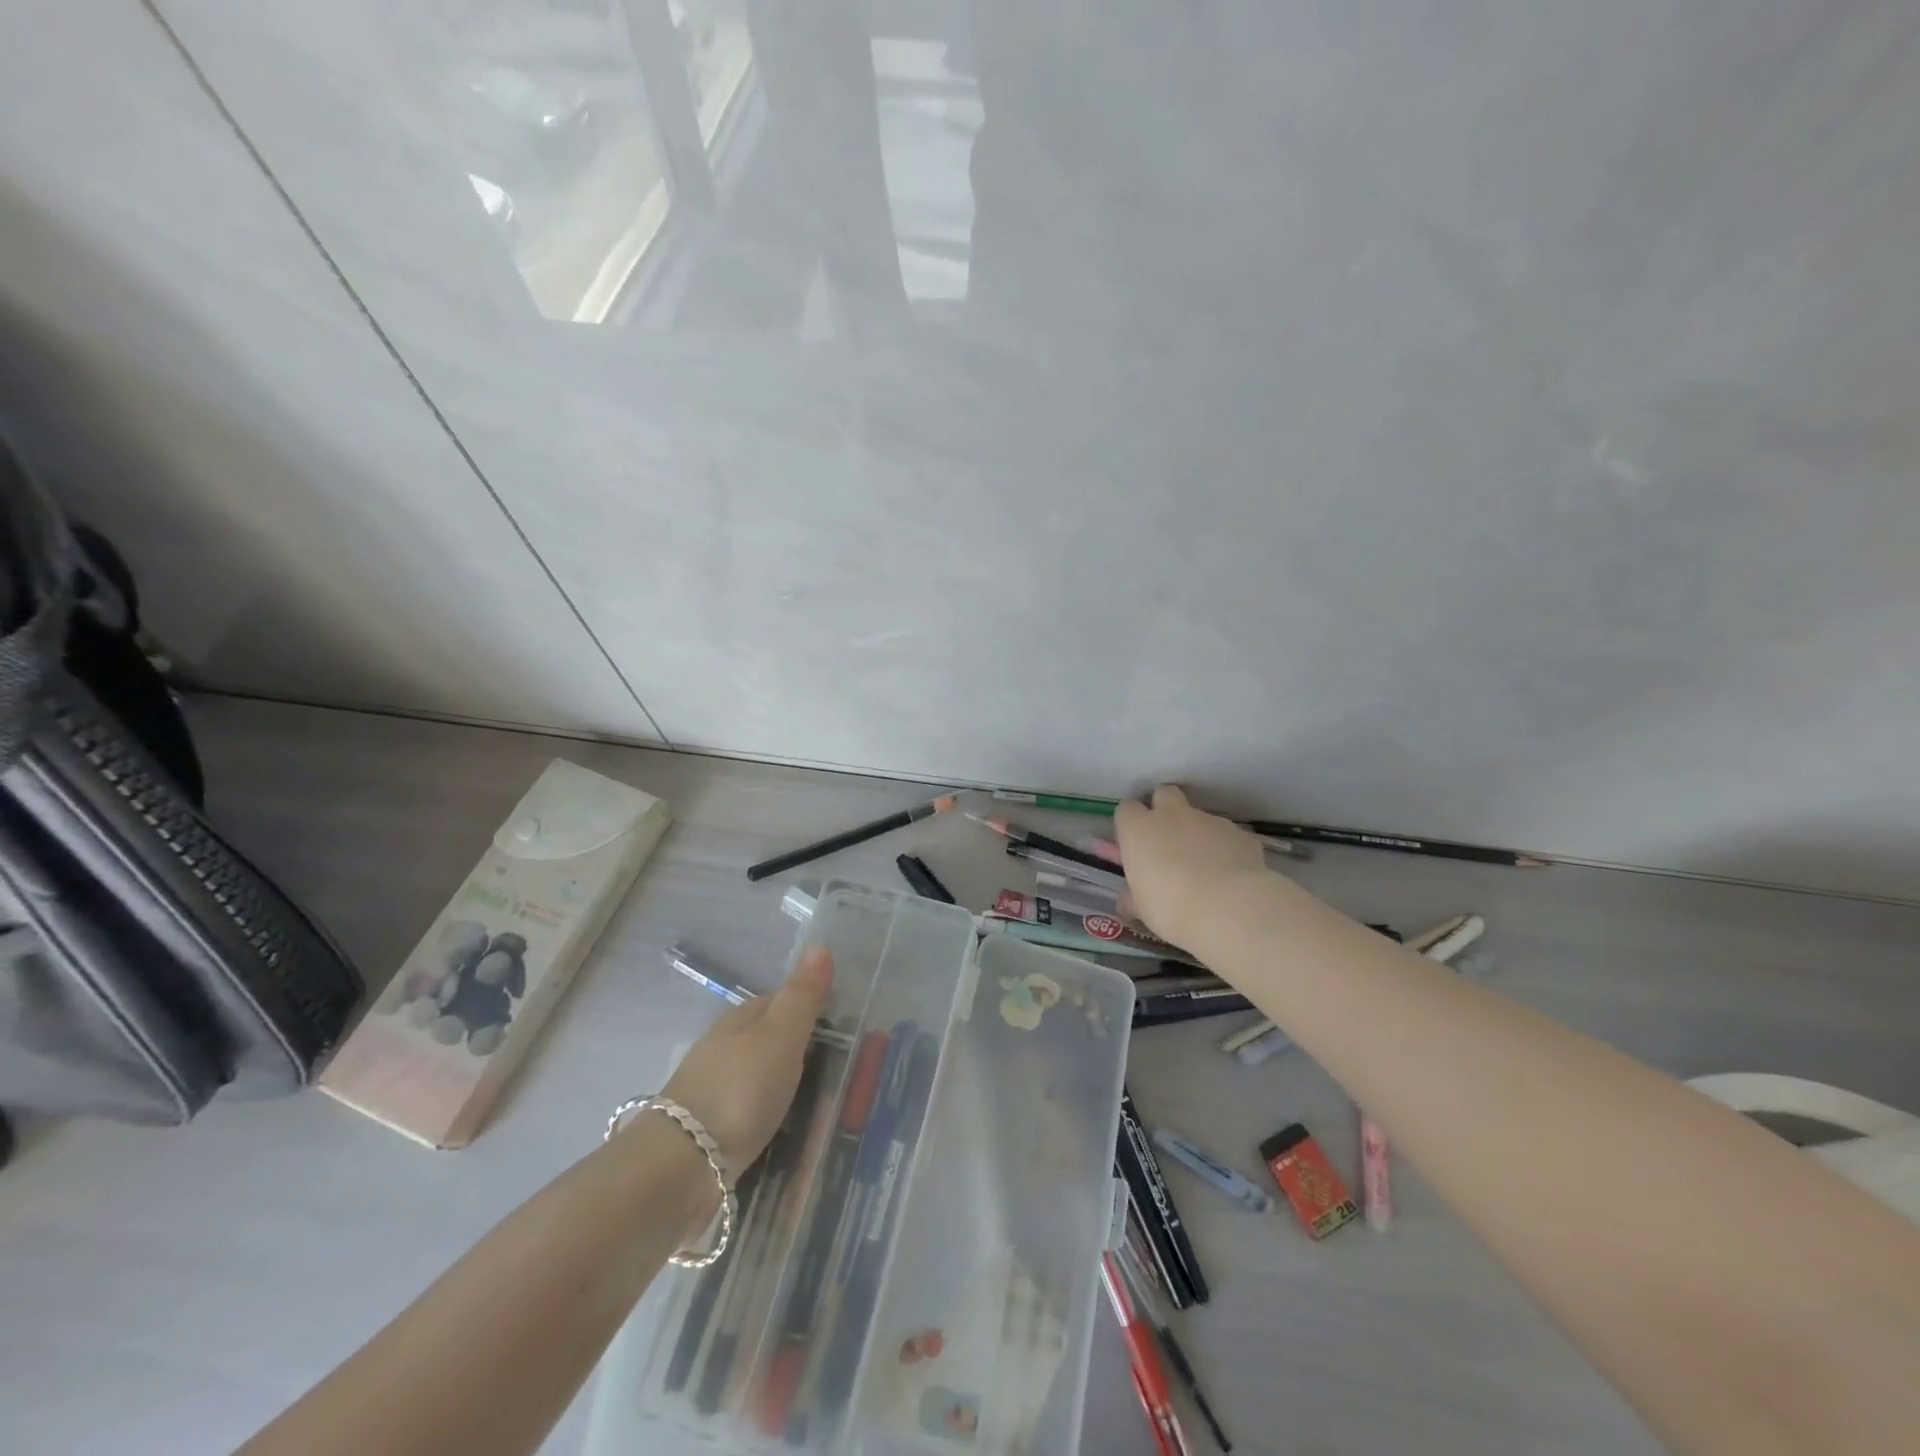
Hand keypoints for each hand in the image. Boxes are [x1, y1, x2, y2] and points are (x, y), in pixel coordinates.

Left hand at [663, 945, 833, 1174]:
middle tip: (841, 1074)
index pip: (782, 1002)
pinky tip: (786, 1134)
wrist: (681, 1167)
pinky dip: (770, 1119)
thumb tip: (820, 945)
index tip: (845, 1030)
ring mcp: (713, 1090)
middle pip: (770, 1041)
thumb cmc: (739, 1091)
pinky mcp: (709, 1131)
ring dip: (784, 1089)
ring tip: (821, 1110)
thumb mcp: (781, 1037)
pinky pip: (751, 1115)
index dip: (812, 1011)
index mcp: (740, 1019)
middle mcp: (724, 1048)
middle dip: (800, 1053)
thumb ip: (802, 996)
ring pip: (760, 1079)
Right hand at [1116, 786, 1269, 951]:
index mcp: (1139, 829)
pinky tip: (1231, 876)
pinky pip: (1228, 836)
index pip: (1127, 809)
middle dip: (1164, 810)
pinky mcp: (1240, 833)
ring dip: (1197, 834)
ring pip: (1199, 817)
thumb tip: (1128, 898)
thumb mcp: (1142, 908)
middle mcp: (1172, 816)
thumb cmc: (1170, 908)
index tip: (1135, 845)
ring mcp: (1209, 820)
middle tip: (1168, 840)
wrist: (1229, 908)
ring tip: (1205, 868)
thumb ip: (1133, 896)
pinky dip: (1226, 849)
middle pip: (1164, 795)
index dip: (1131, 824)